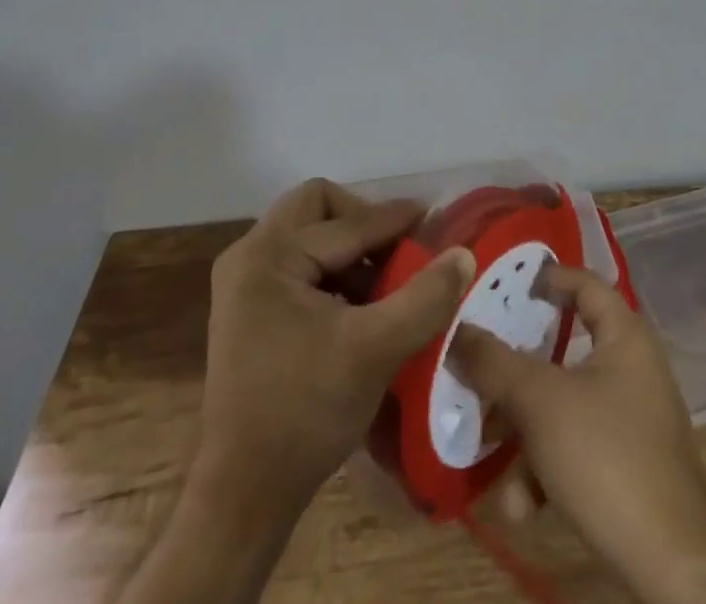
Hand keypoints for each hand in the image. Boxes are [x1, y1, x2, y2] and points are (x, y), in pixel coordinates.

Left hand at [197, 177, 475, 509]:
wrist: (241, 497)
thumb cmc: (305, 413)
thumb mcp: (376, 350)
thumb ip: (424, 297)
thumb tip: (463, 253)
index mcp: (269, 255)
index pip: (347, 222)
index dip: (396, 221)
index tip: (435, 222)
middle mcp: (249, 256)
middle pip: (318, 209)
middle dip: (364, 224)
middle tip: (400, 253)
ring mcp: (242, 283)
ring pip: (309, 236)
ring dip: (351, 252)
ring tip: (387, 287)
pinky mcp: (247, 310)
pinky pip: (299, 266)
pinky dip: (333, 275)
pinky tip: (360, 310)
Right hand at [453, 264, 705, 603]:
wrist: (671, 563)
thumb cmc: (606, 455)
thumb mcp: (540, 402)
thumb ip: (494, 363)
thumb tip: (457, 331)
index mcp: (624, 336)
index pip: (584, 283)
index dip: (547, 278)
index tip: (505, 286)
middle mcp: (631, 368)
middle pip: (563, 351)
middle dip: (515, 371)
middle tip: (478, 369)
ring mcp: (631, 419)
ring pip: (563, 406)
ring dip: (523, 434)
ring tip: (488, 453)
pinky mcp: (627, 466)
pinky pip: (577, 448)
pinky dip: (546, 470)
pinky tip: (520, 508)